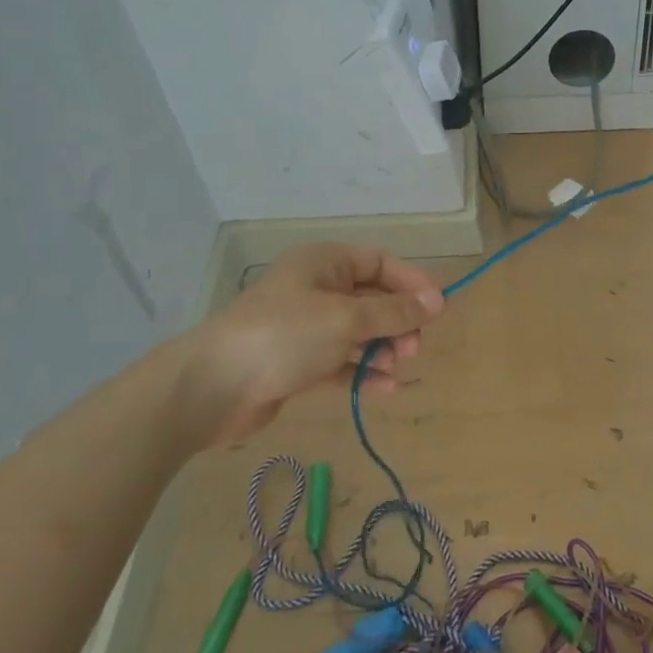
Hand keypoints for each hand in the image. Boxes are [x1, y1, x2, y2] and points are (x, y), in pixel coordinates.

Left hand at [173, 243, 444, 448]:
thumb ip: (395, 312)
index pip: (381, 263)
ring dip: (383, 349)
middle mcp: (317, 289)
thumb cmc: (284, 336)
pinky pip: (342, 361)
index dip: (412, 283)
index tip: (438, 310)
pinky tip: (382, 389)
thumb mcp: (347, 318)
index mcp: (325, 263)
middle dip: (398, 322)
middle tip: (413, 349)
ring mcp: (306, 327)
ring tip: (396, 369)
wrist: (214, 386)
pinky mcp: (299, 362)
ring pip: (359, 332)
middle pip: (373, 299)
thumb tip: (439, 301)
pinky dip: (362, 371)